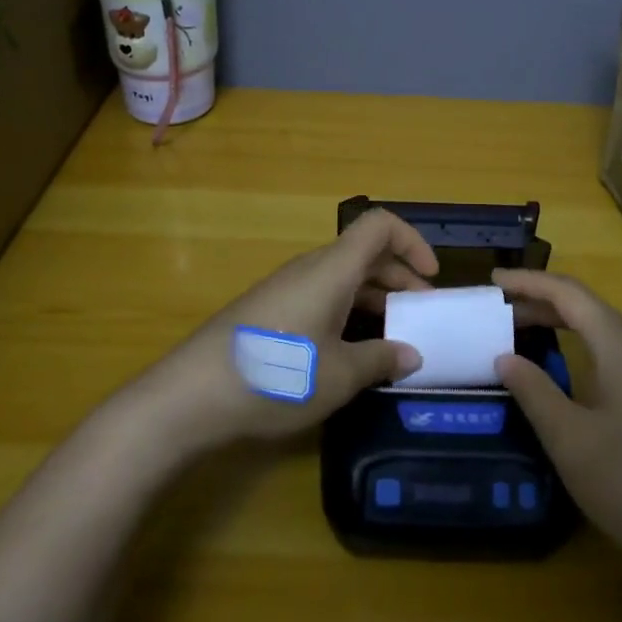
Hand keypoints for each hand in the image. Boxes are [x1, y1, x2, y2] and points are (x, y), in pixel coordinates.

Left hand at [148, 209, 434, 442]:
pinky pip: (320, 294)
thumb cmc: (275, 376)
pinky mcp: (268, 309)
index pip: (379, 226)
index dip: (412, 241)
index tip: (431, 278)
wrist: (190, 395)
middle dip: (399, 276)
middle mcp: (310, 268)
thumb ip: (380, 359)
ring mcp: (285, 288)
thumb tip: (411, 353)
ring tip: (393, 336)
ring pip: (342, 276)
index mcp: (332, 270)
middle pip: (363, 253)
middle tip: (421, 314)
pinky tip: (348, 349)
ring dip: (373, 297)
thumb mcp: (339, 375)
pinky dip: (346, 310)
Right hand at [491, 269, 621, 588]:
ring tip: (524, 333)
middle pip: (589, 309)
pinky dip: (583, 350)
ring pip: (604, 334)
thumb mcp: (570, 440)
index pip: (570, 294)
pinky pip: (616, 358)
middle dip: (543, 302)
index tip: (493, 281)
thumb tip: (505, 357)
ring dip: (563, 325)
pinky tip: (567, 376)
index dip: (530, 282)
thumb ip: (534, 392)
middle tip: (500, 309)